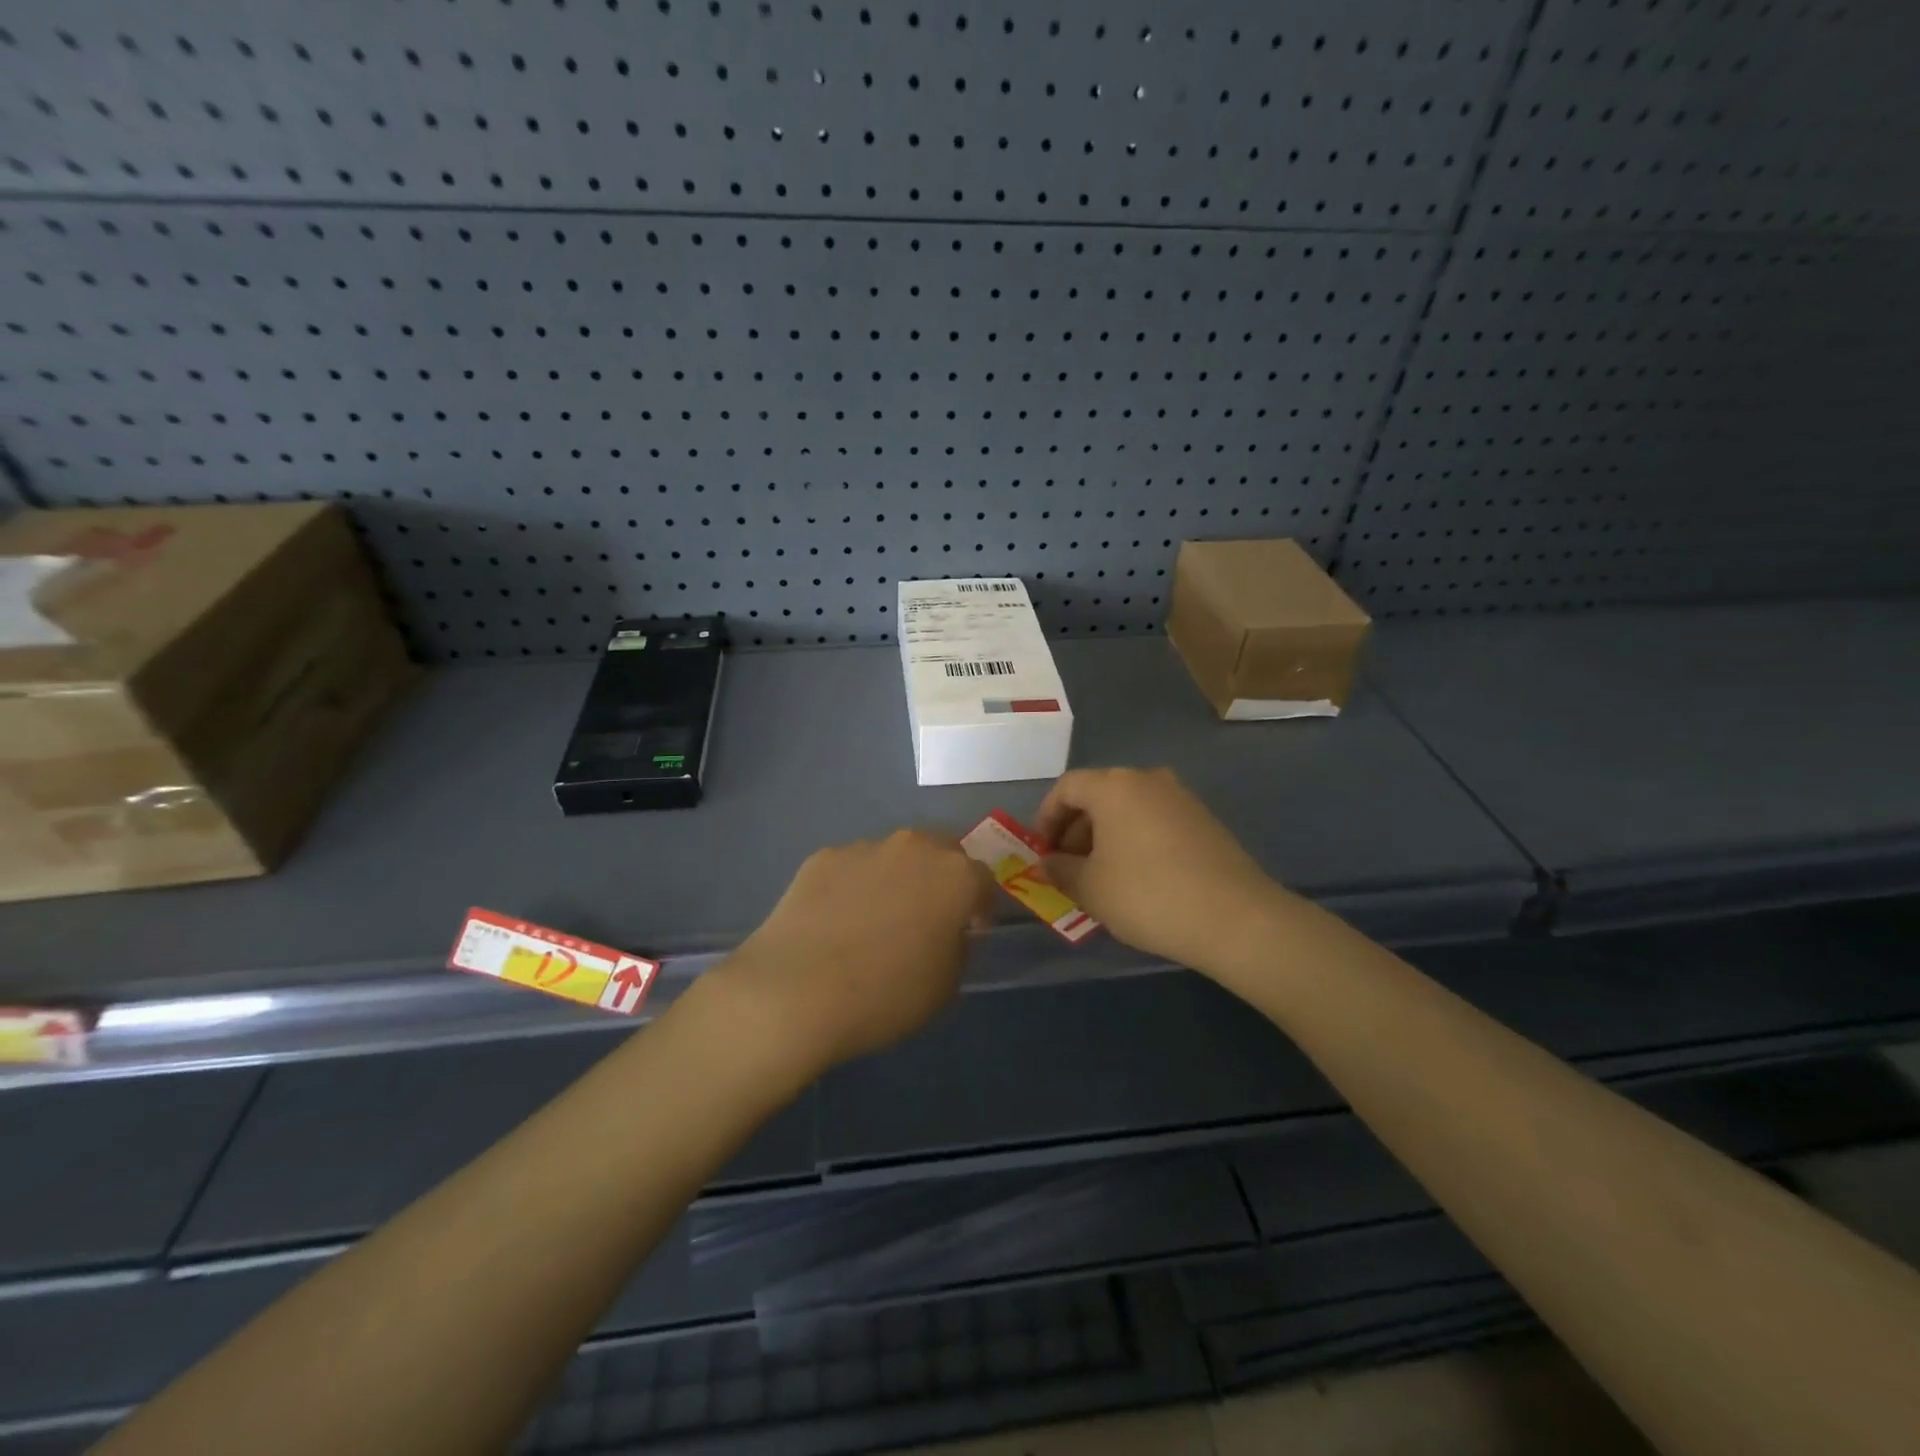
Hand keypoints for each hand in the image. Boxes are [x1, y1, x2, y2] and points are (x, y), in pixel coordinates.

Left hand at [714, 830, 994, 1075]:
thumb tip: (947, 931)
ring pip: (894, 857)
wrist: (796, 991)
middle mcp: (914, 848)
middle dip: (942, 878)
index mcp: (955, 876)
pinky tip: (836, 922)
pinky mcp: (822, 857)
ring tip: (875, 921)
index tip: (971, 931)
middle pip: (941, 852)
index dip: (981, 907)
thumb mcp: (946, 986)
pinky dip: (854, 887)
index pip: (983, 880)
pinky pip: (852, 868)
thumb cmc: (886, 994)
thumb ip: (957, 947)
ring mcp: (864, 848)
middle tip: (928, 916)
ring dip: (896, 880)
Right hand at [1036, 767, 1291, 976]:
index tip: (1042, 852)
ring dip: (1105, 837)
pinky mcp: (1204, 820)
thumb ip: (1059, 870)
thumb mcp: (1089, 888)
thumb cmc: (1147, 895)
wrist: (1234, 918)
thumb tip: (1046, 863)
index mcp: (1113, 786)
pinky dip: (1135, 841)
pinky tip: (1138, 879)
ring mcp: (1180, 797)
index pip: (1066, 787)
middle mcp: (1147, 779)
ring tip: (1100, 878)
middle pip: (1098, 795)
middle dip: (1075, 830)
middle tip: (1067, 868)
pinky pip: (1154, 821)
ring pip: (1127, 809)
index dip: (1046, 818)